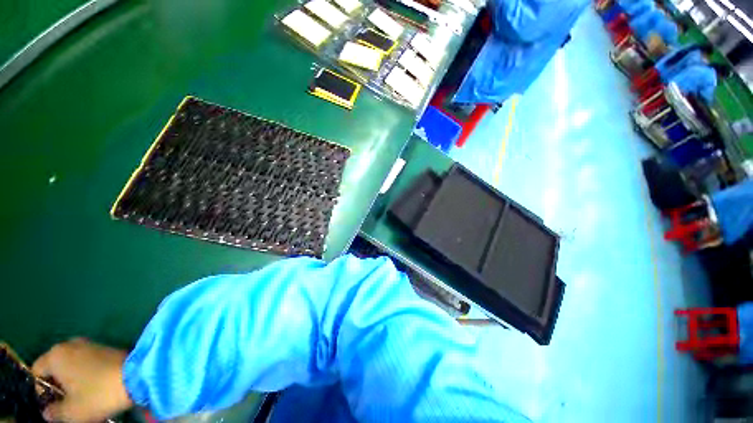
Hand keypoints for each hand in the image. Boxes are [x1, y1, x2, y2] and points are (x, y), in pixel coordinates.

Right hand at [32, 338, 132, 421]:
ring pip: (72, 366)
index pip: (37, 371)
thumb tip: (46, 411)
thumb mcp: (71, 412)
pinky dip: (87, 375)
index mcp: (55, 355)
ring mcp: (90, 344)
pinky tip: (96, 387)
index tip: (52, 404)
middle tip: (67, 403)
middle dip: (58, 385)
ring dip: (73, 381)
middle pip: (55, 367)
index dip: (41, 390)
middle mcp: (70, 344)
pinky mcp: (106, 348)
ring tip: (82, 398)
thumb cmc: (97, 395)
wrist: (136, 376)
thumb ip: (53, 412)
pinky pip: (88, 363)